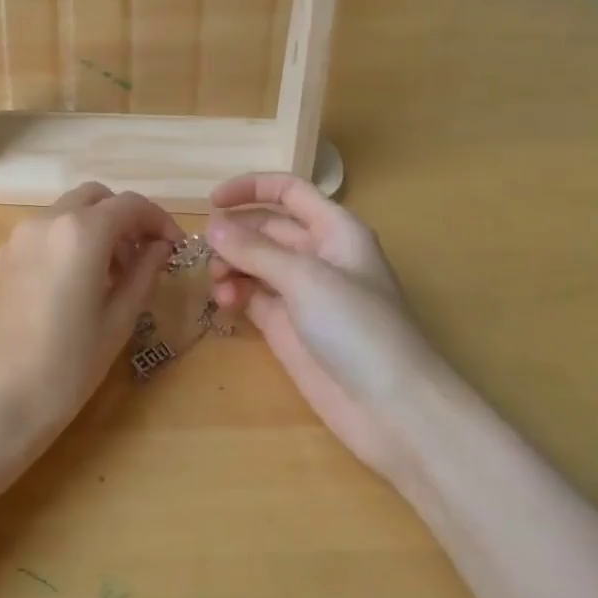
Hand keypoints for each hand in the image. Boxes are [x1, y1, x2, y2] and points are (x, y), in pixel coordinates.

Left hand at [0, 183, 180, 463]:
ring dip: (95, 228)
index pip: (131, 205)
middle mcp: (46, 221)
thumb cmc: (66, 367)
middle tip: (142, 257)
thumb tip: (160, 247)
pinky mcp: (1, 257)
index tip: (175, 248)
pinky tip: (74, 284)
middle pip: (95, 198)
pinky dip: (67, 241)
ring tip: (111, 276)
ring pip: (67, 212)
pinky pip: (43, 233)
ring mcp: (18, 237)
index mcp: (81, 232)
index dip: (160, 221)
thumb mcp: (118, 322)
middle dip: (125, 218)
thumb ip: (144, 273)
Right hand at [207, 173, 442, 475]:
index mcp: (335, 230)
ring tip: (219, 286)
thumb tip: (211, 227)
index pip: (289, 192)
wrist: (392, 409)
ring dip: (230, 267)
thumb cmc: (358, 328)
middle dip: (234, 235)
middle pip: (265, 228)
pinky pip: (251, 296)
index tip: (212, 202)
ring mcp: (301, 292)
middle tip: (204, 253)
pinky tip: (225, 304)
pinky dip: (234, 294)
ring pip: (253, 263)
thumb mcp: (305, 278)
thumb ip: (254, 250)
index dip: (251, 189)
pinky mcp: (287, 326)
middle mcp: (318, 255)